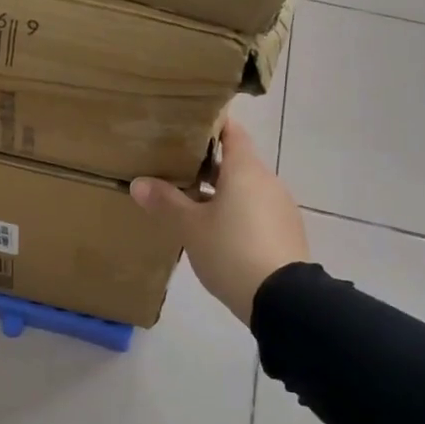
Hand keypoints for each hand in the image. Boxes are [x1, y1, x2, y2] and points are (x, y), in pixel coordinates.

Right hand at [130, 118, 308, 325]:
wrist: (282, 299)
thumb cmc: (232, 251)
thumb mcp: (191, 228)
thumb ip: (165, 202)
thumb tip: (139, 183)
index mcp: (245, 169)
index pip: (232, 131)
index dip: (211, 125)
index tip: (187, 125)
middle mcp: (267, 180)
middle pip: (237, 161)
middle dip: (208, 163)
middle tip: (176, 166)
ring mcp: (280, 206)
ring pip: (246, 188)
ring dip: (221, 191)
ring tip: (190, 201)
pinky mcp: (286, 232)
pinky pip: (256, 211)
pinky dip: (236, 212)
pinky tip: (217, 231)